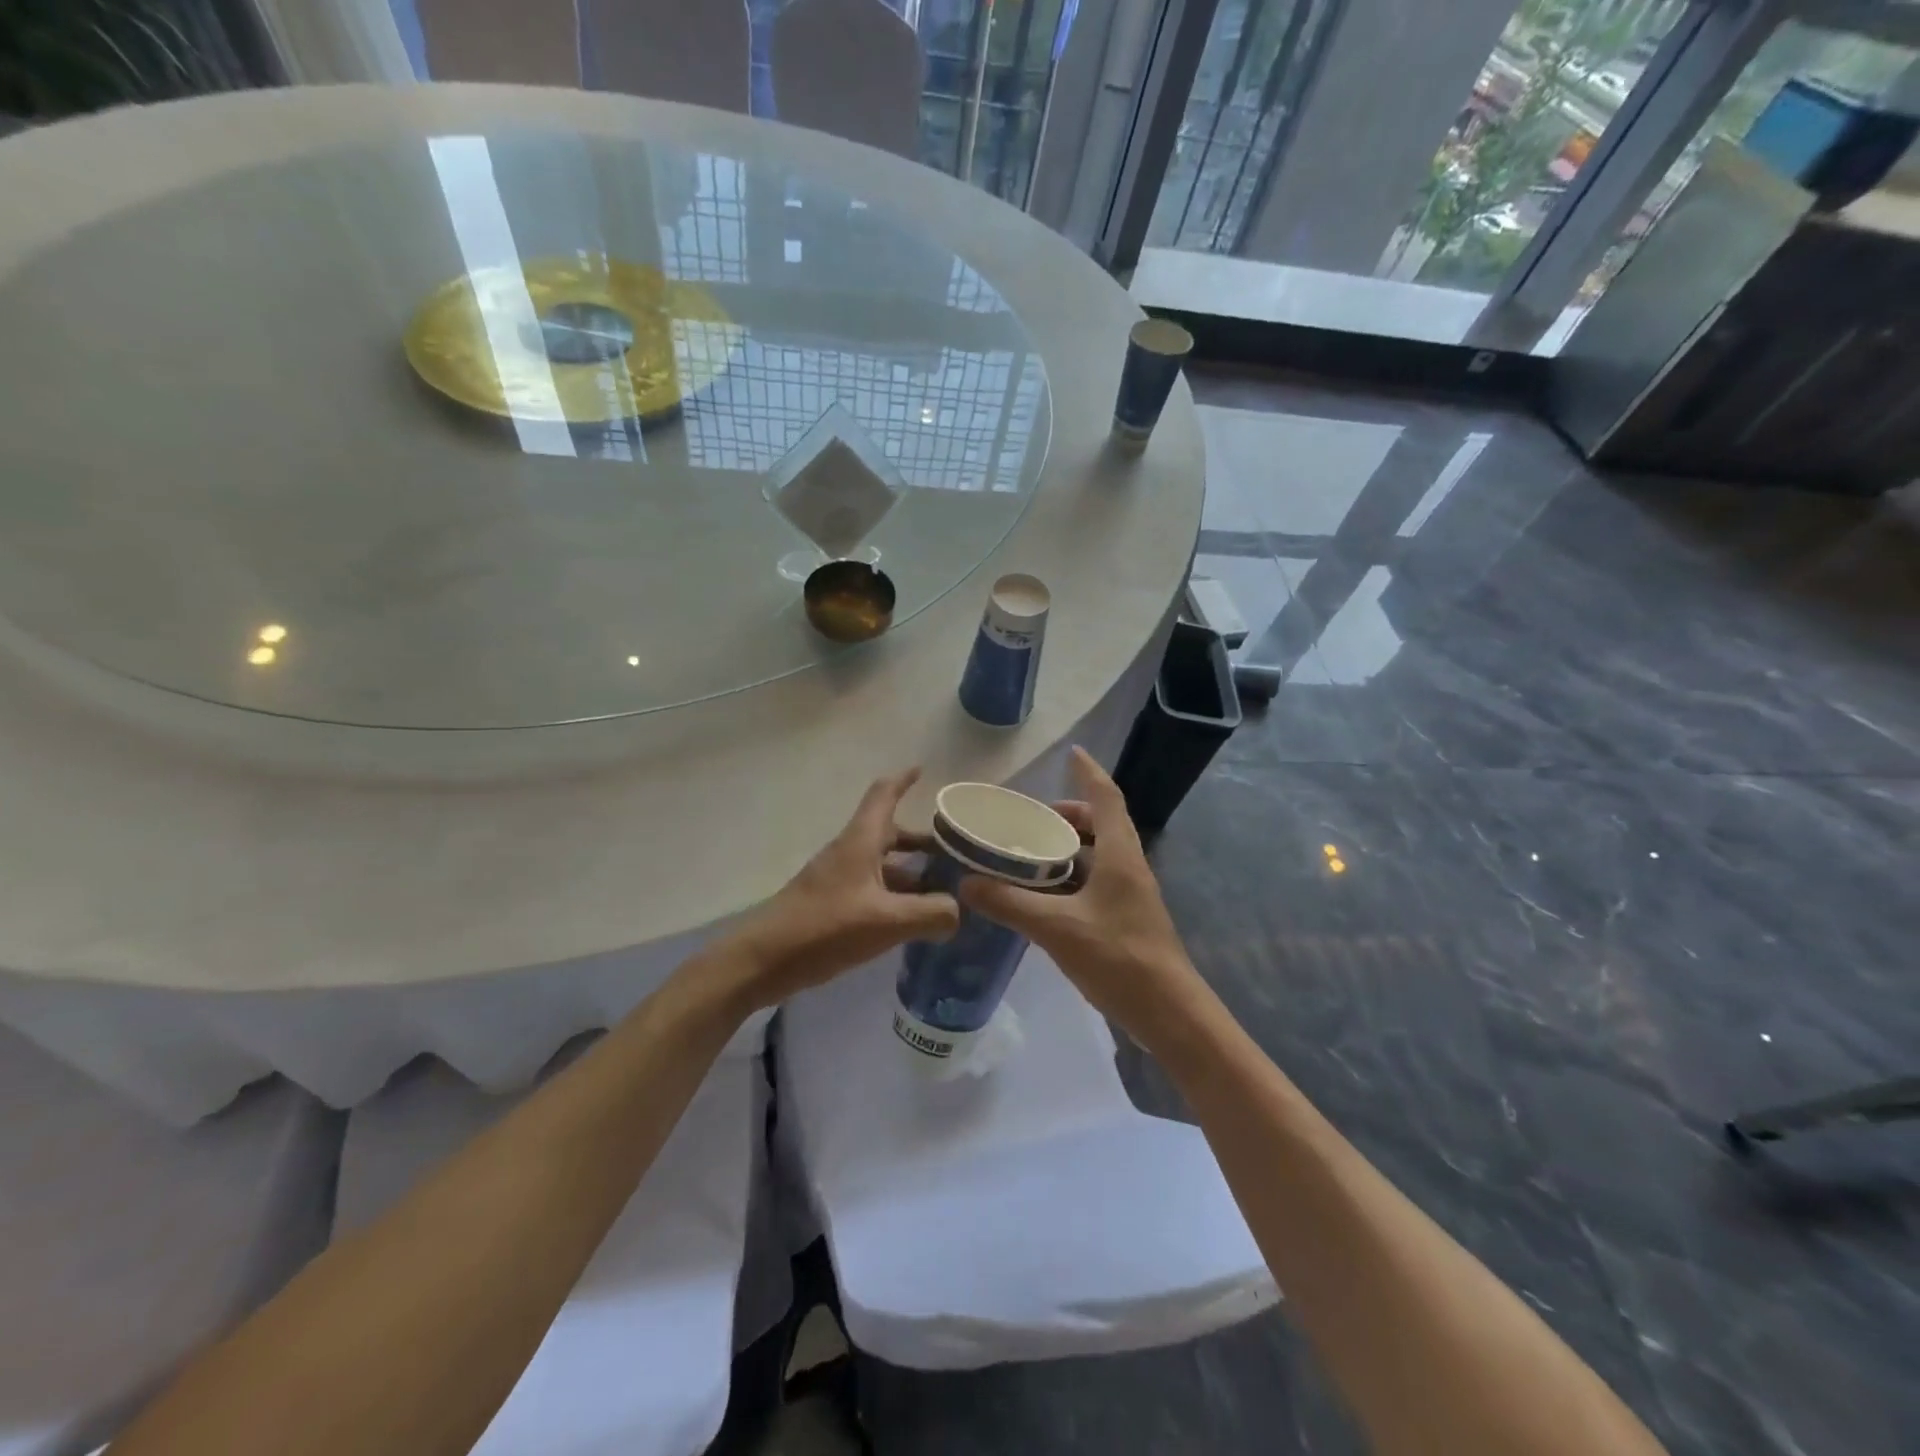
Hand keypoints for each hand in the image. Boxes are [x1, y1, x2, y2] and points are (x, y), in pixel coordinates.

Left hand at [735, 768, 959, 1007]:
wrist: (762, 961)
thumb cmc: (824, 929)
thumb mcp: (886, 922)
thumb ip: (930, 914)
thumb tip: (958, 910)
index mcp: (860, 842)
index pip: (883, 795)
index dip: (903, 780)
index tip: (923, 770)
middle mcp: (850, 853)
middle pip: (890, 833)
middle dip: (923, 840)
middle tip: (957, 852)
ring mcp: (839, 880)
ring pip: (883, 865)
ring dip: (913, 872)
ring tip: (945, 891)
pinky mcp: (832, 905)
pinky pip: (873, 890)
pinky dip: (896, 897)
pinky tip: (914, 920)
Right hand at [957, 747, 1201, 1048]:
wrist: (1168, 1012)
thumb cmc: (1118, 957)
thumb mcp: (1056, 927)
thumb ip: (1009, 903)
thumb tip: (965, 883)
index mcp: (1119, 855)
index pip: (1106, 798)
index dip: (1089, 773)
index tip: (1072, 753)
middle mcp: (1128, 866)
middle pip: (1101, 825)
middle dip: (1069, 815)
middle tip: (1031, 819)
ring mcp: (1129, 894)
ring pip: (1097, 856)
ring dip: (1068, 849)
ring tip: (1029, 855)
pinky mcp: (1125, 919)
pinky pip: (1094, 883)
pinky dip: (1069, 879)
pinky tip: (1041, 897)